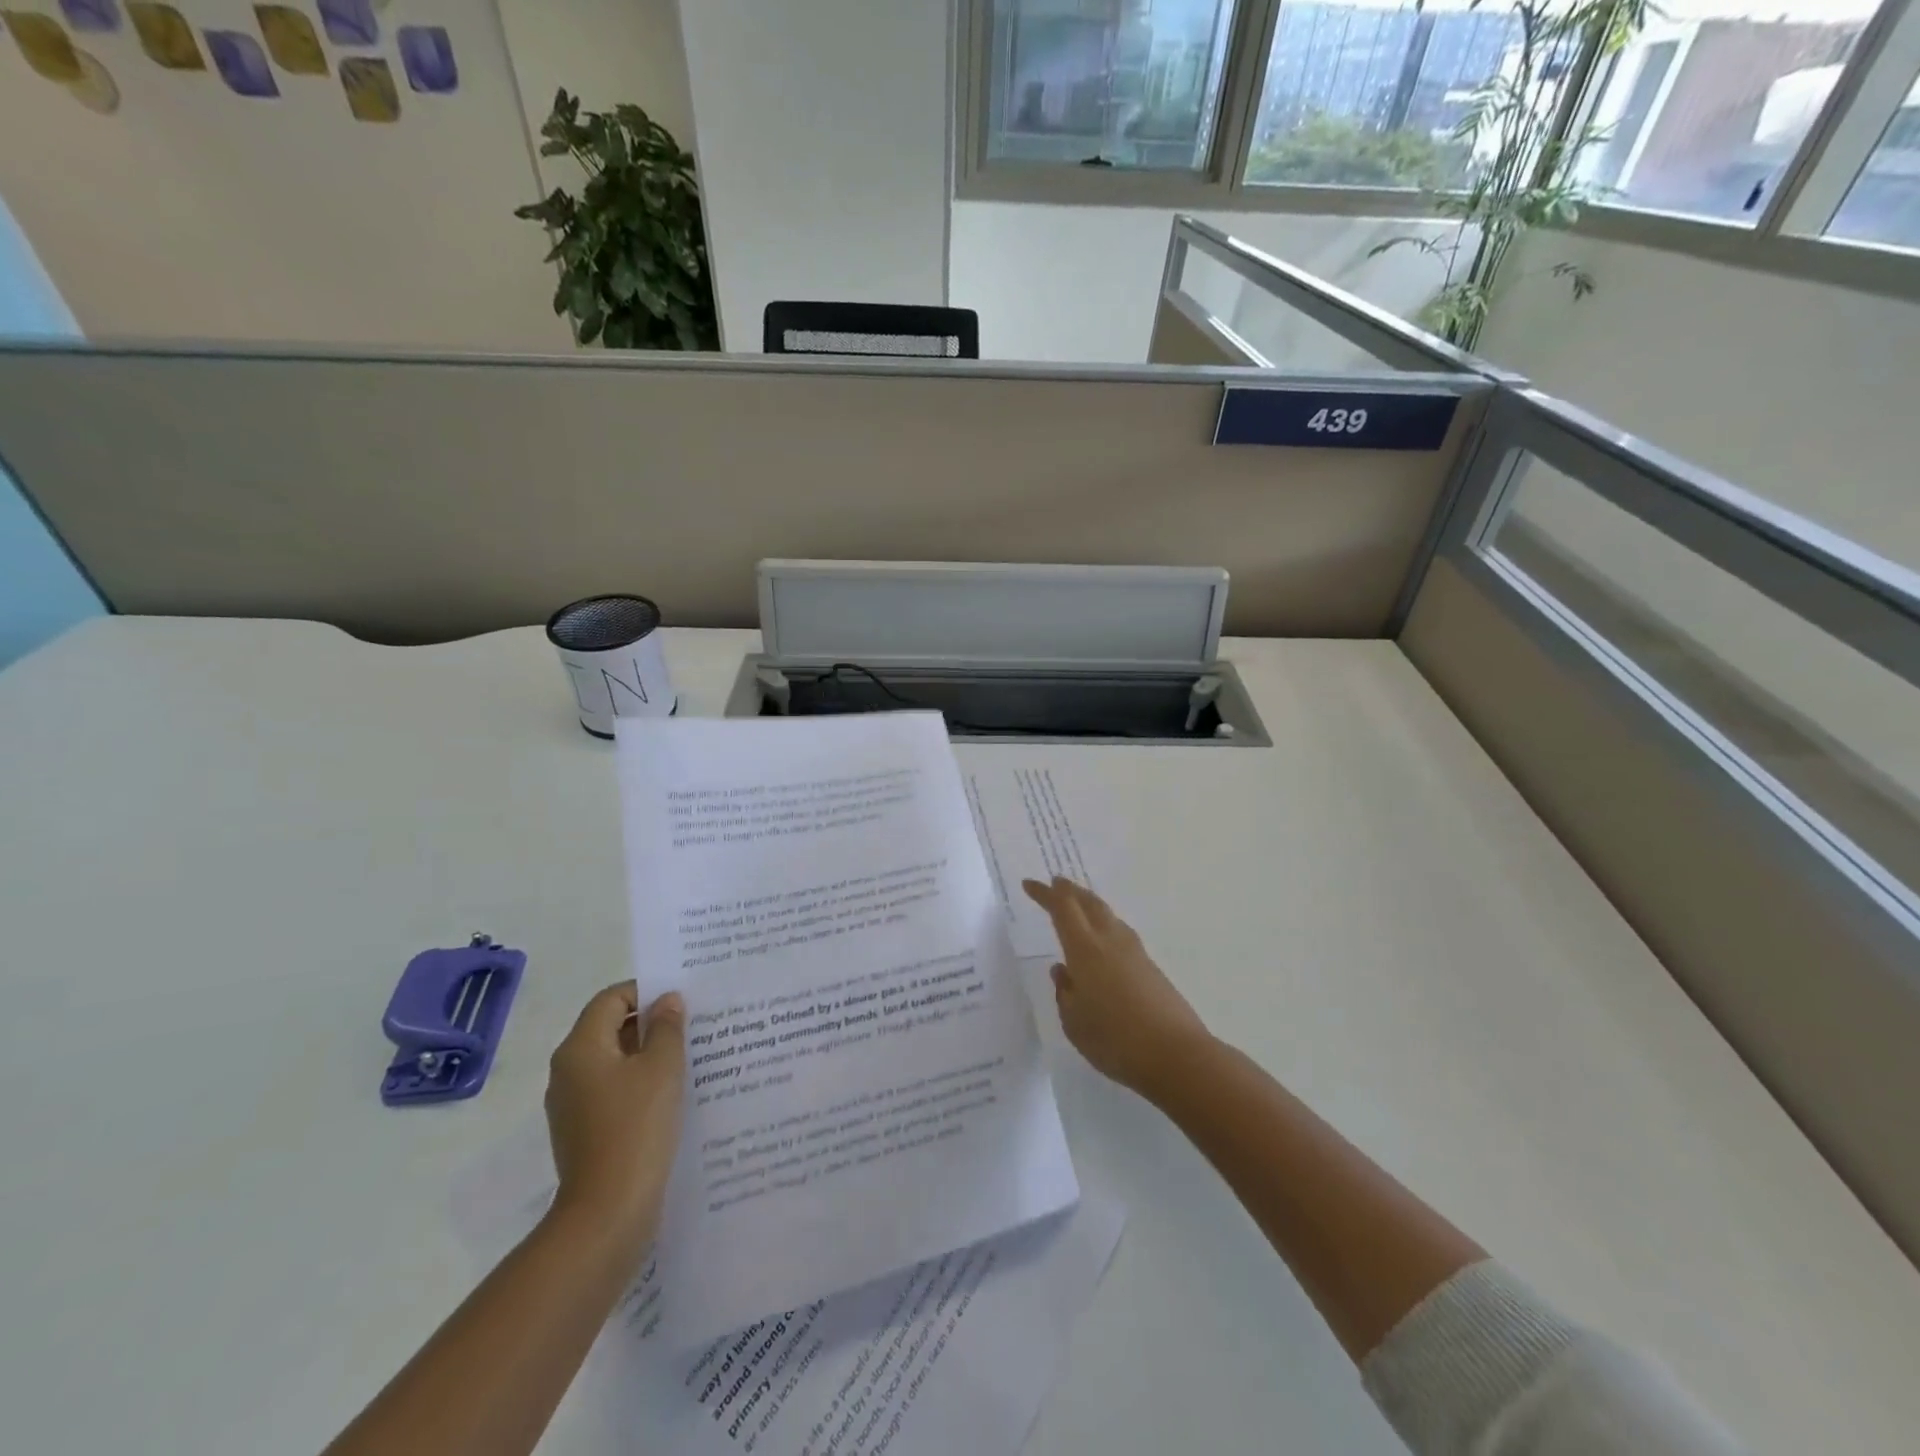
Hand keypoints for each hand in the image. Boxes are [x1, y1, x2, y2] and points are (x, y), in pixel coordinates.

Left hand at [545, 982, 685, 1256]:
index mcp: (580, 1048)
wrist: (608, 1212)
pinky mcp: (584, 1132)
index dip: (646, 991)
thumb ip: (667, 1027)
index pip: (611, 998)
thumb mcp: (662, 1067)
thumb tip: (666, 1001)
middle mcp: (568, 1071)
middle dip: (651, 1023)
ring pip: (614, 1062)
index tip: (682, 1000)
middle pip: (610, 1028)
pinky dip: (640, 1085)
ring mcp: (573, 1105)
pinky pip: (614, 1092)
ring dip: (649, 1055)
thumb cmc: (636, 1127)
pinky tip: (673, 1096)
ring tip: (691, 1058)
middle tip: (693, 1025)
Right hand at [1022, 876, 1211, 1100]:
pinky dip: (1106, 926)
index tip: (1029, 884)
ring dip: (1090, 905)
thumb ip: (1065, 993)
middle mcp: (1110, 942)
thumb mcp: (1075, 1023)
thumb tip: (1062, 971)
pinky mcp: (1150, 968)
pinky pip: (1121, 934)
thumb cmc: (1115, 1040)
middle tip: (1056, 883)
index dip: (1045, 894)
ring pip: (1108, 916)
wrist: (1177, 1055)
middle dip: (1070, 891)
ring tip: (1079, 907)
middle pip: (1089, 903)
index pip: (1062, 909)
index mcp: (1085, 950)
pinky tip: (1103, 942)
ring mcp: (1135, 953)